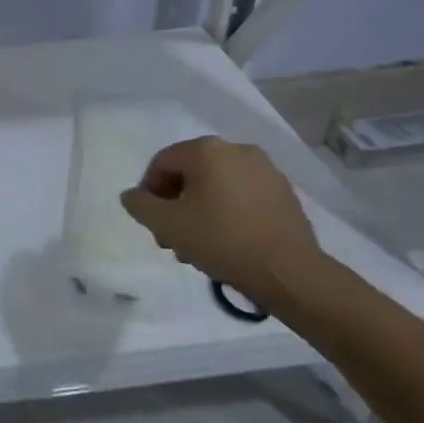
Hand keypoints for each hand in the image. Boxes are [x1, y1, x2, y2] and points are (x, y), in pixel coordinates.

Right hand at [118, 137, 327, 306]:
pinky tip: (227, 241)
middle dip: (176, 204)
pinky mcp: (285, 193)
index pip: (162, 163)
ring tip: (198, 245)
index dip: (149, 192)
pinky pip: (243, 196)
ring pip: (217, 186)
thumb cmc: (221, 240)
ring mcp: (266, 170)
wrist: (289, 272)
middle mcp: (237, 150)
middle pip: (190, 173)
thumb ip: (140, 204)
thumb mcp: (166, 224)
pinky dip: (228, 212)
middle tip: (171, 237)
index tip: (151, 222)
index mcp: (206, 150)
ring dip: (200, 210)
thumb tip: (133, 196)